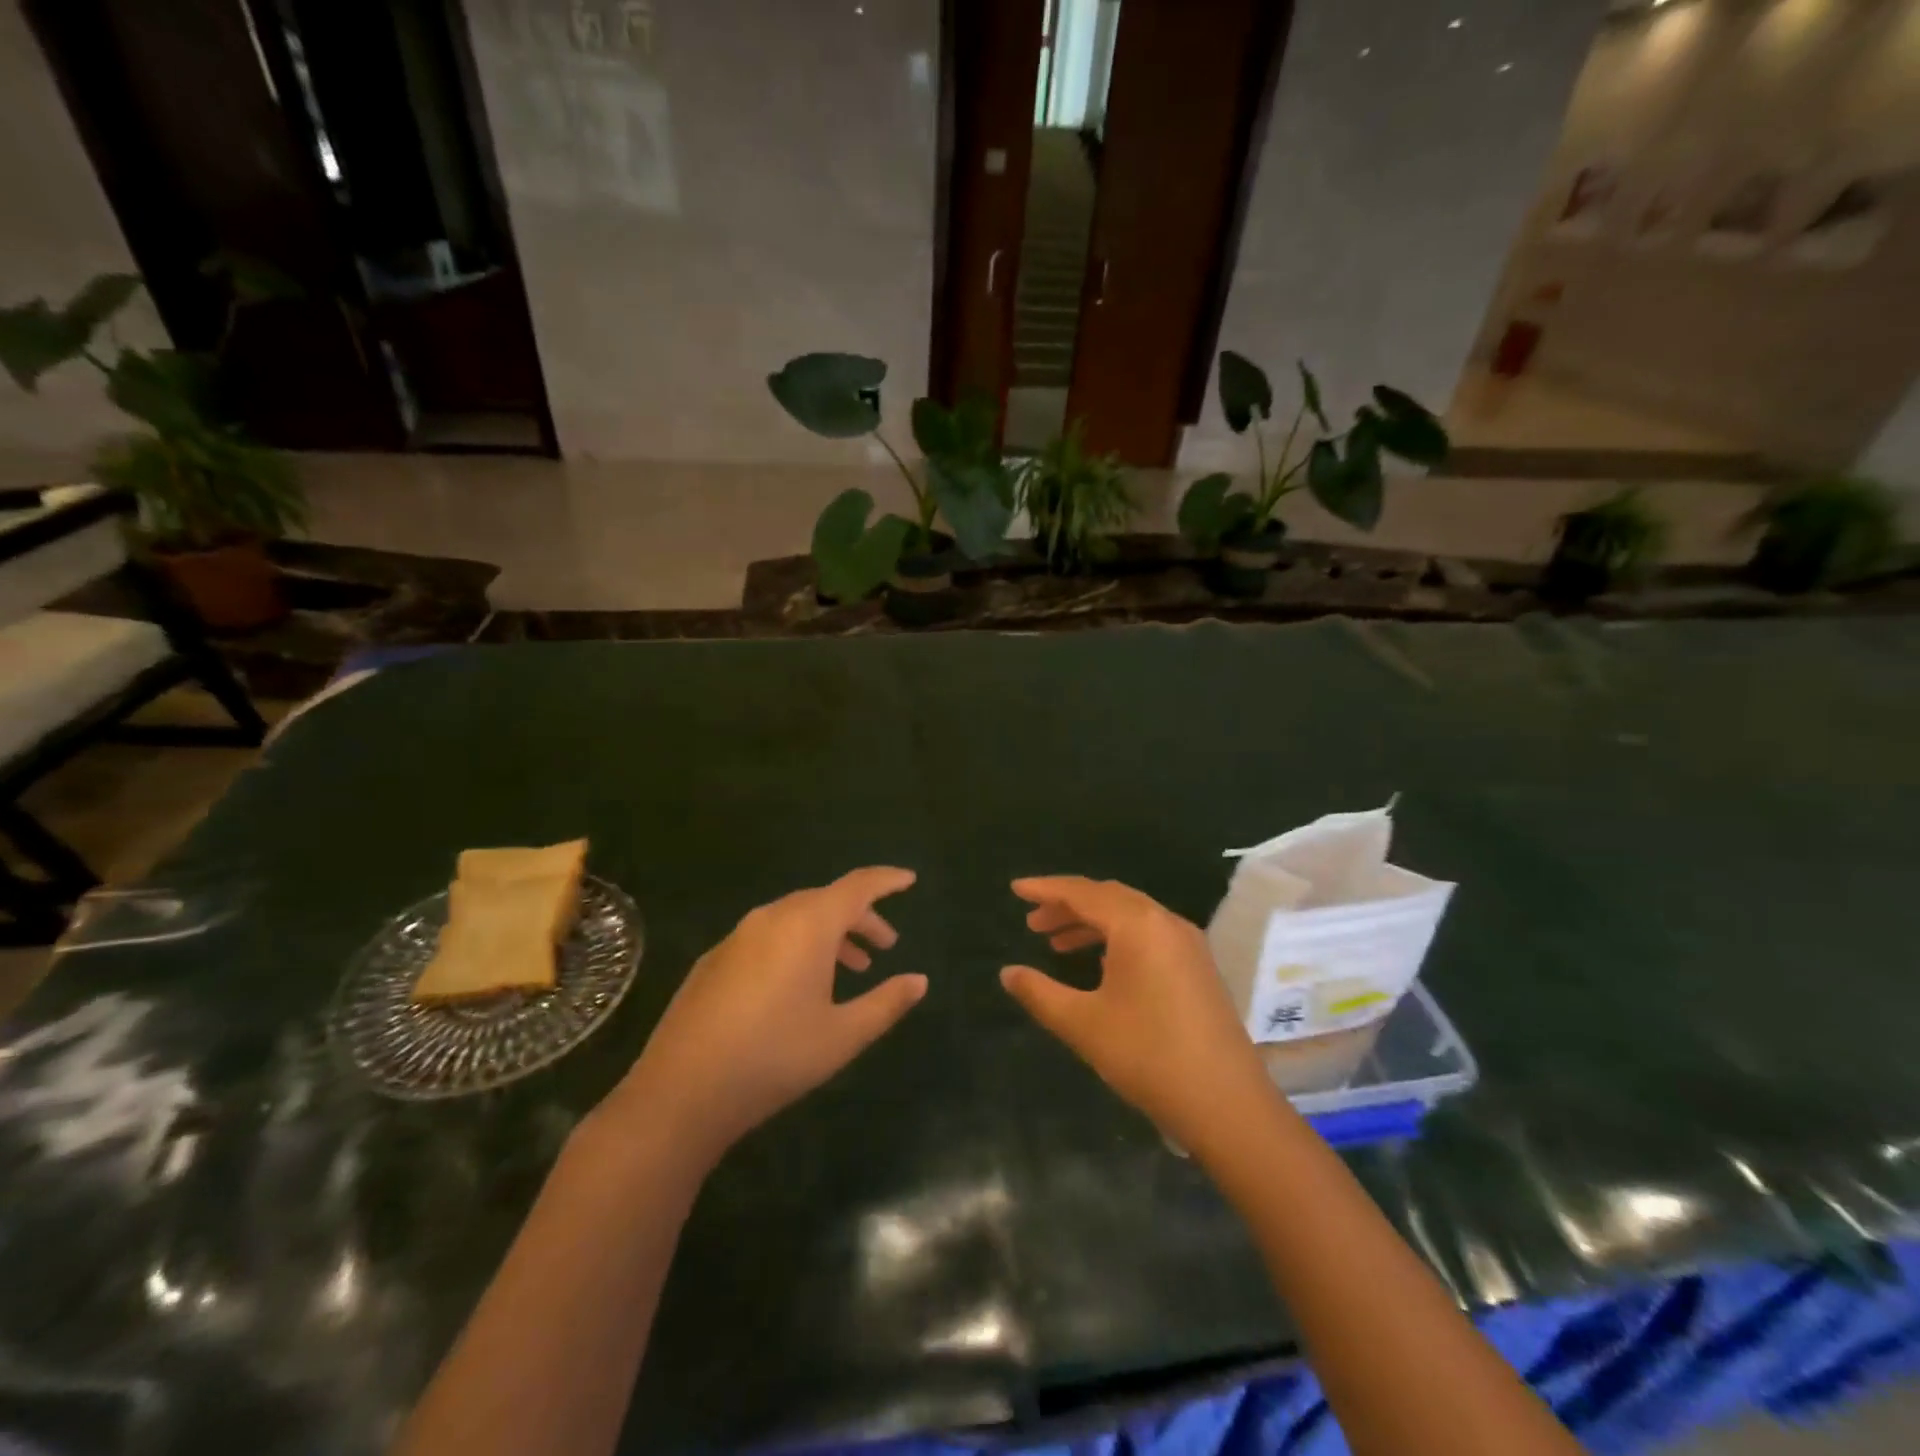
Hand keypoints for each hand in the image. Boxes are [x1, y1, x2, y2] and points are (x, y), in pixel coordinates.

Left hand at [598, 867, 925, 1166]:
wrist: (681, 1092)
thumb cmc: (775, 1058)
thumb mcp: (843, 1036)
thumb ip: (886, 1003)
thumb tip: (919, 981)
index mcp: (808, 925)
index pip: (858, 886)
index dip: (887, 881)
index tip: (909, 880)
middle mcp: (773, 917)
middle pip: (827, 900)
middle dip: (860, 917)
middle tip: (884, 945)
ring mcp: (738, 936)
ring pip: (796, 918)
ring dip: (829, 934)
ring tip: (850, 969)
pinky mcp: (714, 959)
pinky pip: (768, 935)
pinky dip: (796, 945)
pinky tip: (797, 985)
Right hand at [1000, 876, 1271, 1150]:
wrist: (1226, 1104)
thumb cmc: (1148, 1056)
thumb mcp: (1083, 1024)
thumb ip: (1040, 993)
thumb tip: (1007, 973)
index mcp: (1138, 925)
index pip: (1082, 893)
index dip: (1045, 889)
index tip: (1016, 889)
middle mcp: (1165, 922)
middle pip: (1108, 897)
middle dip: (1067, 905)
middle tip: (1033, 922)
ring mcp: (1187, 943)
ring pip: (1130, 916)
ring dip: (1091, 923)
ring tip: (1056, 944)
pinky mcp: (1198, 966)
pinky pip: (1149, 934)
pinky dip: (1116, 938)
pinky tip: (1100, 963)